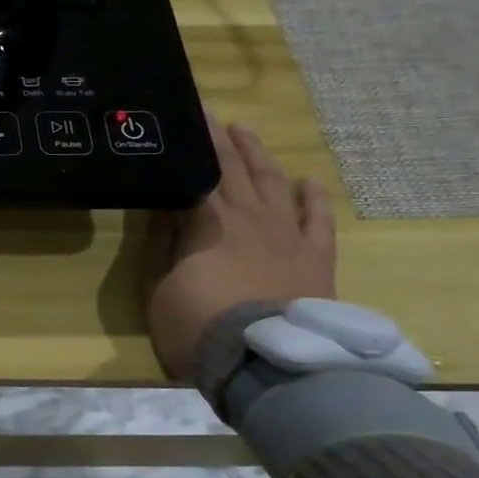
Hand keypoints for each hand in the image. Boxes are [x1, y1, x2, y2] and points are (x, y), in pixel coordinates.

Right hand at [145, 118, 336, 377]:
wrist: (266, 362)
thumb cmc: (198, 325)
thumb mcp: (160, 287)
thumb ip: (163, 244)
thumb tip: (166, 207)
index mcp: (207, 223)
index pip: (197, 173)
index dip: (190, 146)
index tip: (185, 119)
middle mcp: (250, 218)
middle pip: (234, 171)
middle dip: (220, 141)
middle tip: (210, 114)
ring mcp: (287, 236)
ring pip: (273, 184)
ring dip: (258, 156)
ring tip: (246, 131)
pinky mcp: (316, 259)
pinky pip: (318, 221)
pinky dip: (313, 199)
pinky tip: (308, 181)